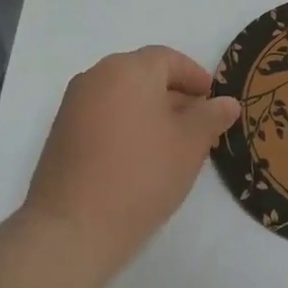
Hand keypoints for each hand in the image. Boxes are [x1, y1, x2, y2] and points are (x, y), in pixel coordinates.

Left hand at [12, 46, 240, 282]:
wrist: (73, 228)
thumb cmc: (141, 175)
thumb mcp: (191, 144)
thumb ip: (212, 116)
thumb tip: (227, 102)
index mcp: (128, 70)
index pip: (169, 59)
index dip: (196, 77)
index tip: (213, 101)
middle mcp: (96, 77)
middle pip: (144, 75)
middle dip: (174, 95)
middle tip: (199, 124)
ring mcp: (73, 106)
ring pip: (123, 97)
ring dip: (150, 112)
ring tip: (173, 144)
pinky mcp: (61, 135)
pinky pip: (103, 117)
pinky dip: (126, 127)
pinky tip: (142, 158)